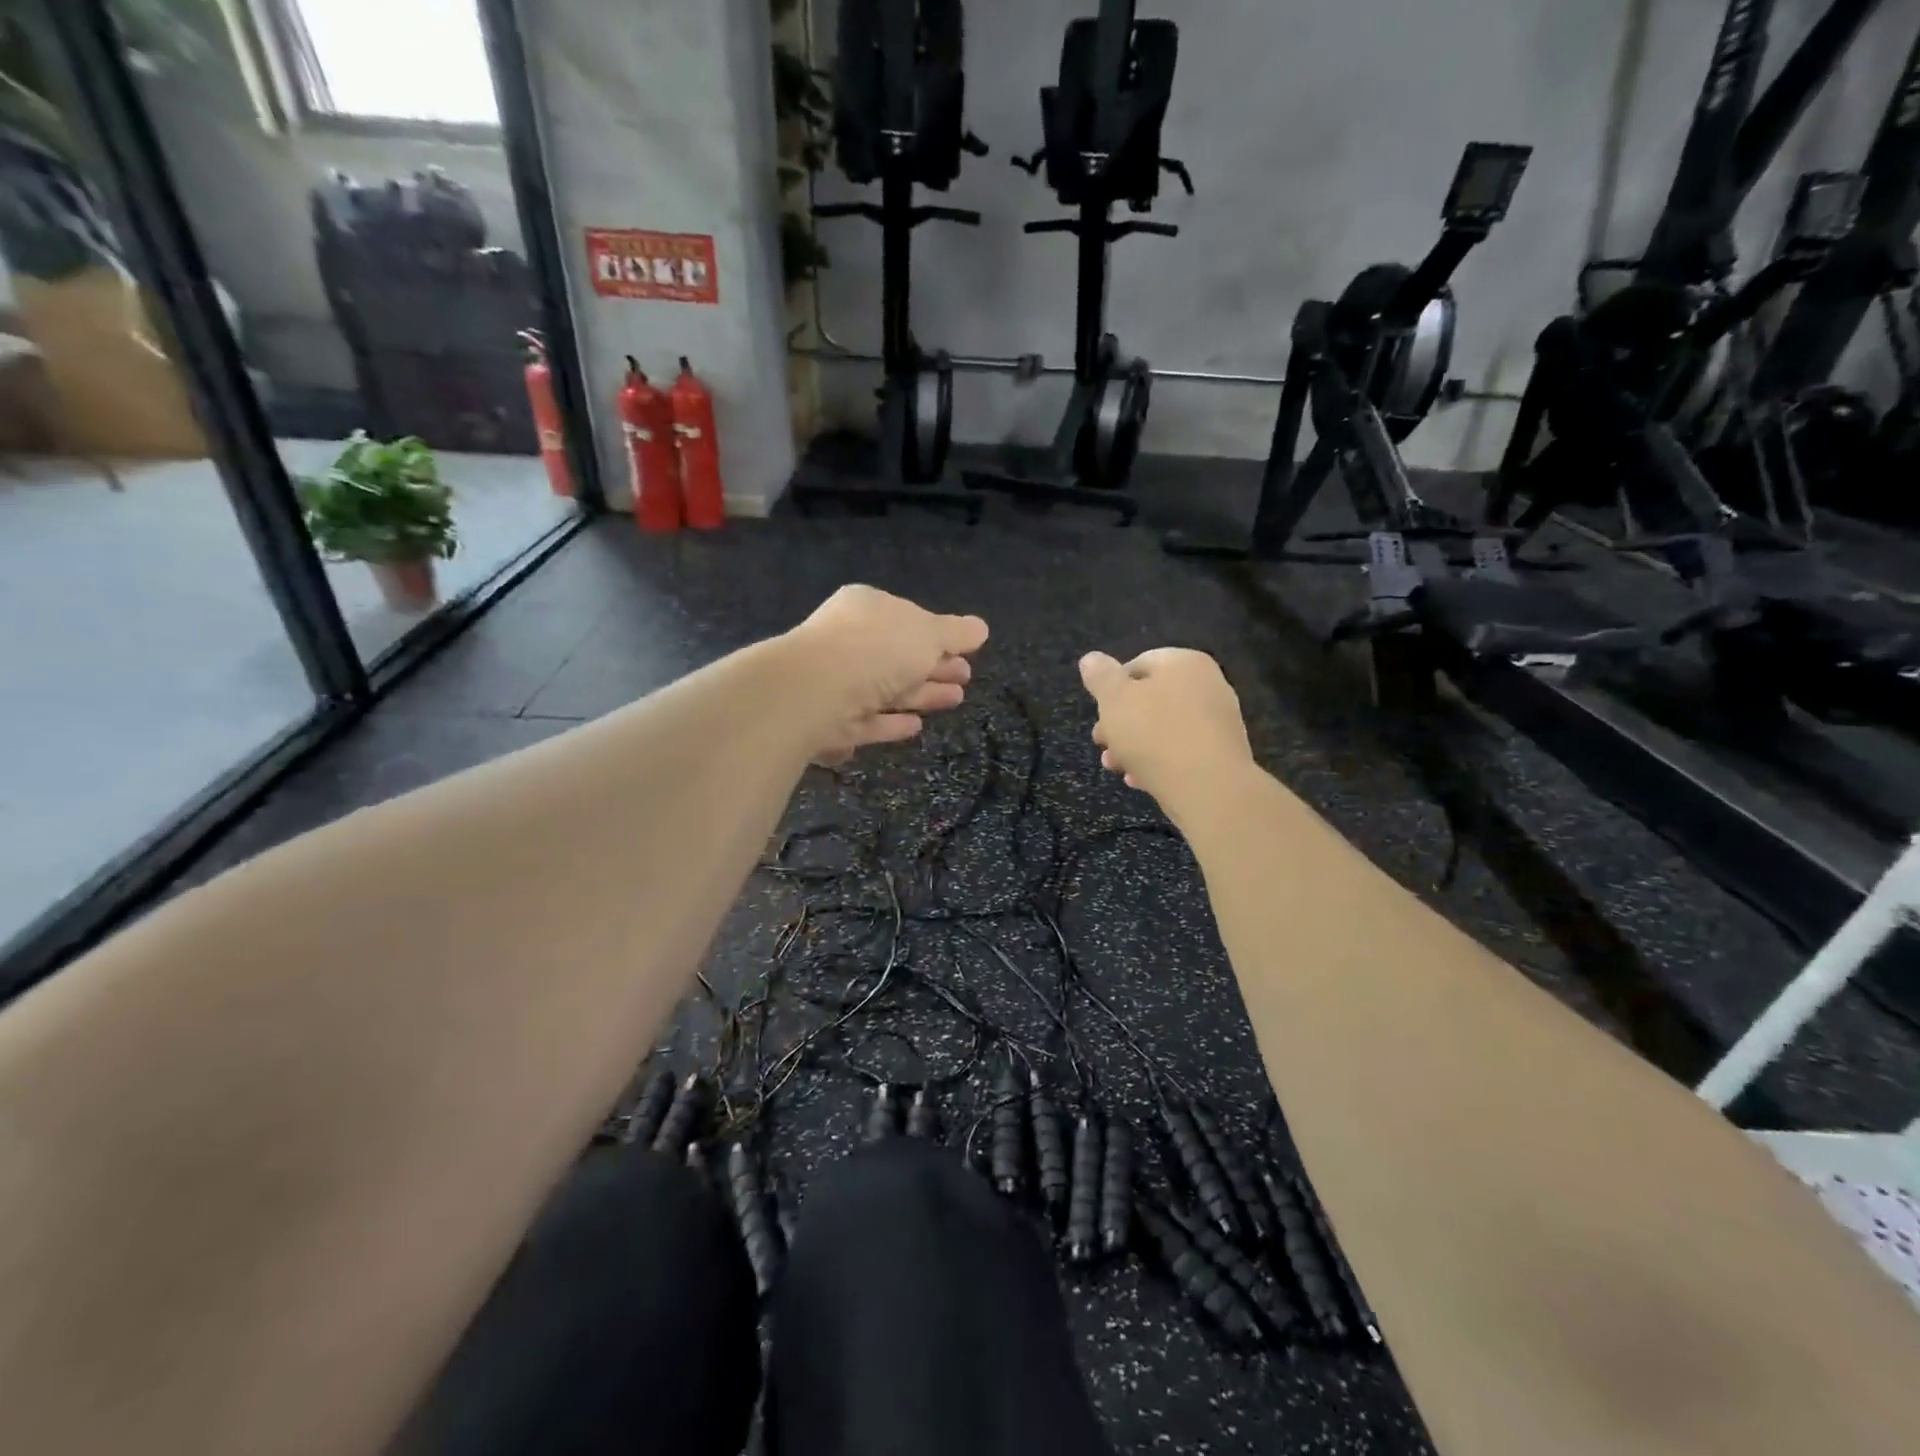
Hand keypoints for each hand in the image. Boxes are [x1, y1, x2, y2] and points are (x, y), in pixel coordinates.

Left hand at [788, 586, 989, 763]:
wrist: (814, 691)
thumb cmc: (876, 649)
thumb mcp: (927, 635)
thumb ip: (955, 633)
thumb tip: (981, 628)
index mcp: (867, 609)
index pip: (908, 619)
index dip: (940, 636)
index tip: (969, 653)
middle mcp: (847, 641)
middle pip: (898, 655)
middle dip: (935, 667)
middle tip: (965, 678)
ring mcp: (835, 683)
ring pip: (886, 689)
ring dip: (921, 694)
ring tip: (955, 700)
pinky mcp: (828, 722)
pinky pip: (867, 720)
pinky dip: (891, 723)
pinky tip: (916, 726)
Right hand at [1079, 649, 1253, 806]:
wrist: (1209, 788)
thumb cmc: (1155, 734)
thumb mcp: (1114, 700)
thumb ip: (1100, 676)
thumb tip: (1091, 659)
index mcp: (1184, 662)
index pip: (1138, 664)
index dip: (1111, 689)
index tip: (1099, 714)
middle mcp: (1208, 685)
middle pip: (1151, 699)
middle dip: (1120, 722)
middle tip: (1102, 743)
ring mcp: (1219, 721)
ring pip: (1164, 728)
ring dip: (1134, 746)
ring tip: (1116, 766)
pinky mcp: (1222, 753)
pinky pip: (1182, 751)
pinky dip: (1159, 761)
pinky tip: (1140, 780)